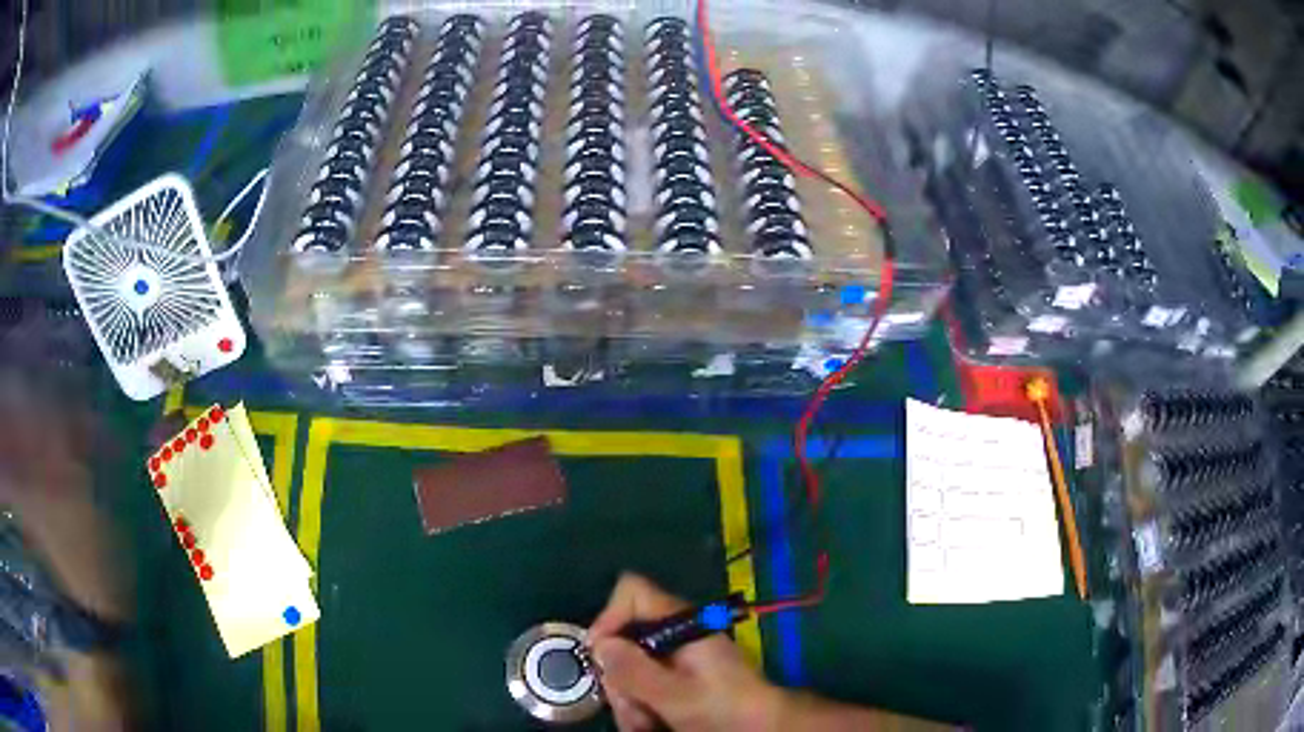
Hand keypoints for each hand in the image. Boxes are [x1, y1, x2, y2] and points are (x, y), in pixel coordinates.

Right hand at [588, 573, 782, 731]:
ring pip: (628, 666)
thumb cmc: (722, 707)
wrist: (759, 726)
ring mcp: (675, 656)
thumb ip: (634, 670)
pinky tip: (648, 723)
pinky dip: (638, 704)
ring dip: (627, 697)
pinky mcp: (676, 676)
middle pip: (623, 638)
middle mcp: (674, 633)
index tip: (599, 656)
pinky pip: (642, 683)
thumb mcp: (674, 694)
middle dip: (618, 675)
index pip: (632, 592)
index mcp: (681, 622)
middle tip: (628, 705)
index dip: (608, 617)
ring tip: (643, 722)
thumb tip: (599, 646)